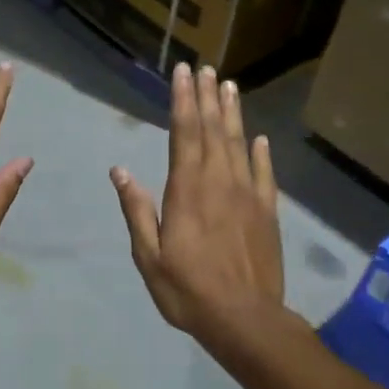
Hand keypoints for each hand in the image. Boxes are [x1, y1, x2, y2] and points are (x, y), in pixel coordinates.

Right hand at [111, 62, 283, 339]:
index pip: (184, 134)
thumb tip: (120, 170)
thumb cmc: (188, 290)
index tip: (184, 73)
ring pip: (239, 144)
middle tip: (206, 69)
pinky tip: (259, 138)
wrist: (246, 320)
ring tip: (229, 87)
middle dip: (207, 98)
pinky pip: (264, 174)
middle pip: (212, 131)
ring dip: (232, 114)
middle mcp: (219, 183)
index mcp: (187, 190)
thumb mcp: (149, 256)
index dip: (183, 101)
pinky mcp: (268, 212)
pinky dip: (261, 153)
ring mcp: (248, 195)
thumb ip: (137, 210)